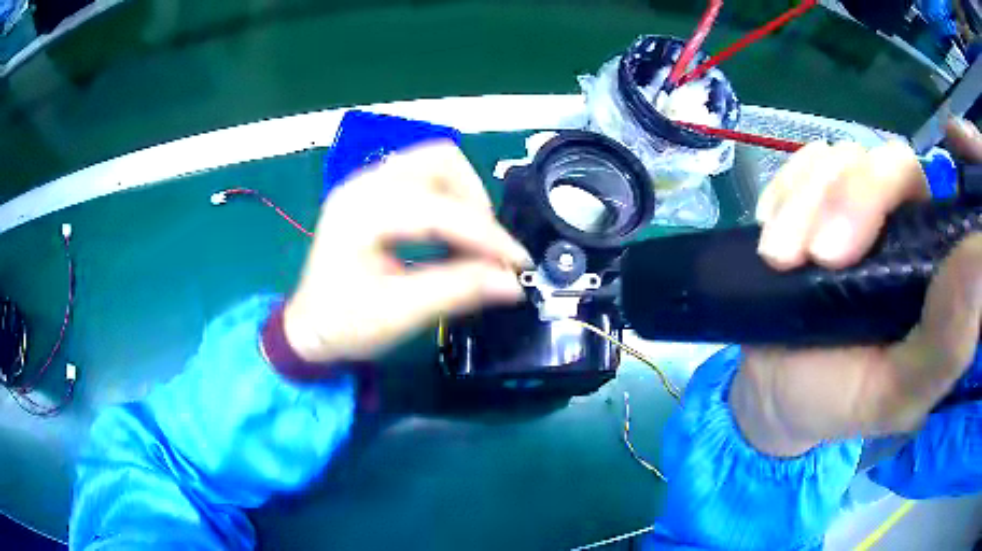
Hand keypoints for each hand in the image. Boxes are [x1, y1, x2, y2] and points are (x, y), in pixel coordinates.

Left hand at [283, 142, 530, 363]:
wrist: (308, 329)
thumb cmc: (343, 325)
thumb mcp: (399, 314)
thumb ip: (458, 291)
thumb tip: (512, 282)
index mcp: (361, 212)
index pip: (438, 208)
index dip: (485, 235)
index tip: (517, 262)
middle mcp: (364, 184)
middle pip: (440, 161)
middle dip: (475, 201)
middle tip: (487, 248)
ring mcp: (368, 183)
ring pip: (436, 162)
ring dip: (465, 195)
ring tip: (472, 240)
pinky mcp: (374, 192)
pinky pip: (425, 176)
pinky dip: (450, 198)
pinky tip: (451, 232)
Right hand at [730, 124, 981, 456]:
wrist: (775, 391)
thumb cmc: (838, 401)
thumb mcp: (894, 395)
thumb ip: (946, 345)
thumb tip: (979, 262)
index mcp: (933, 265)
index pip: (930, 192)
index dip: (889, 194)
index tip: (840, 256)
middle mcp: (905, 222)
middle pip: (886, 162)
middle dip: (844, 200)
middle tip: (810, 258)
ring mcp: (859, 203)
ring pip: (840, 157)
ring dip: (802, 202)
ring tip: (778, 260)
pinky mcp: (817, 197)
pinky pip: (803, 162)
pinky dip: (784, 192)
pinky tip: (772, 231)